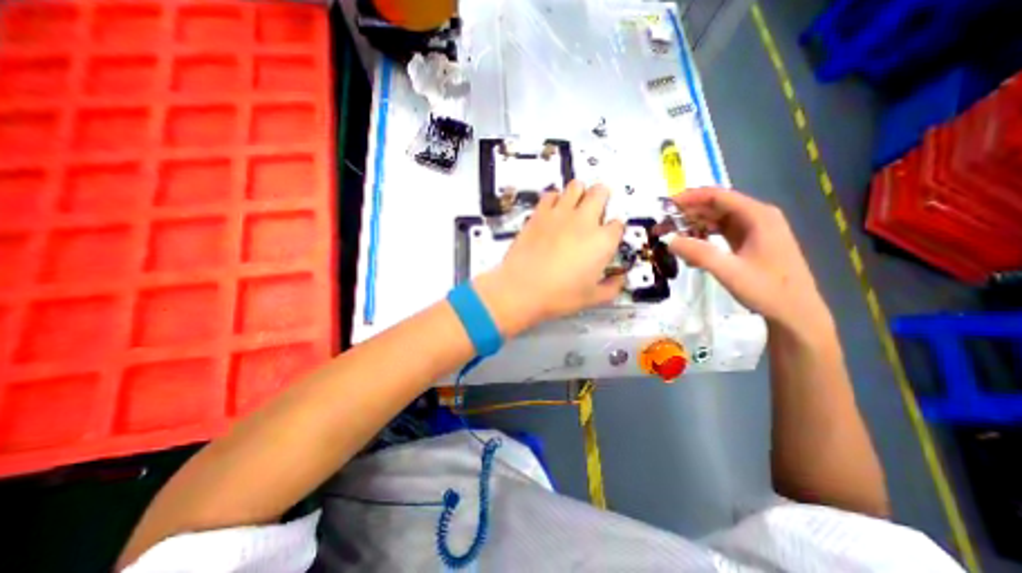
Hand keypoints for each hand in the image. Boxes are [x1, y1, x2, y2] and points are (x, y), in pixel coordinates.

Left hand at [475, 182, 628, 336]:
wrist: (521, 289)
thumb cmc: (558, 296)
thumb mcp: (591, 298)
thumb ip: (611, 288)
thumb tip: (619, 280)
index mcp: (602, 241)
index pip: (617, 224)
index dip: (613, 231)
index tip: (607, 238)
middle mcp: (584, 221)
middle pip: (600, 192)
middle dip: (602, 198)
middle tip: (595, 210)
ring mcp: (560, 213)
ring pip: (576, 186)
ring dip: (579, 193)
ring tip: (575, 206)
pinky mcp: (539, 213)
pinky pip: (551, 194)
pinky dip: (555, 198)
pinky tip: (553, 211)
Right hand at [662, 189, 827, 327]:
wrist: (795, 312)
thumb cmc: (767, 290)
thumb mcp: (730, 271)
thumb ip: (699, 254)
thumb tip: (669, 241)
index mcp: (757, 216)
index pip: (717, 196)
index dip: (688, 198)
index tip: (664, 207)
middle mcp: (756, 216)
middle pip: (715, 206)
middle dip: (686, 214)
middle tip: (661, 227)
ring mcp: (754, 229)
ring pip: (716, 219)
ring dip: (692, 225)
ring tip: (670, 236)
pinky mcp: (749, 242)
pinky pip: (720, 231)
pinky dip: (703, 236)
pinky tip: (690, 248)